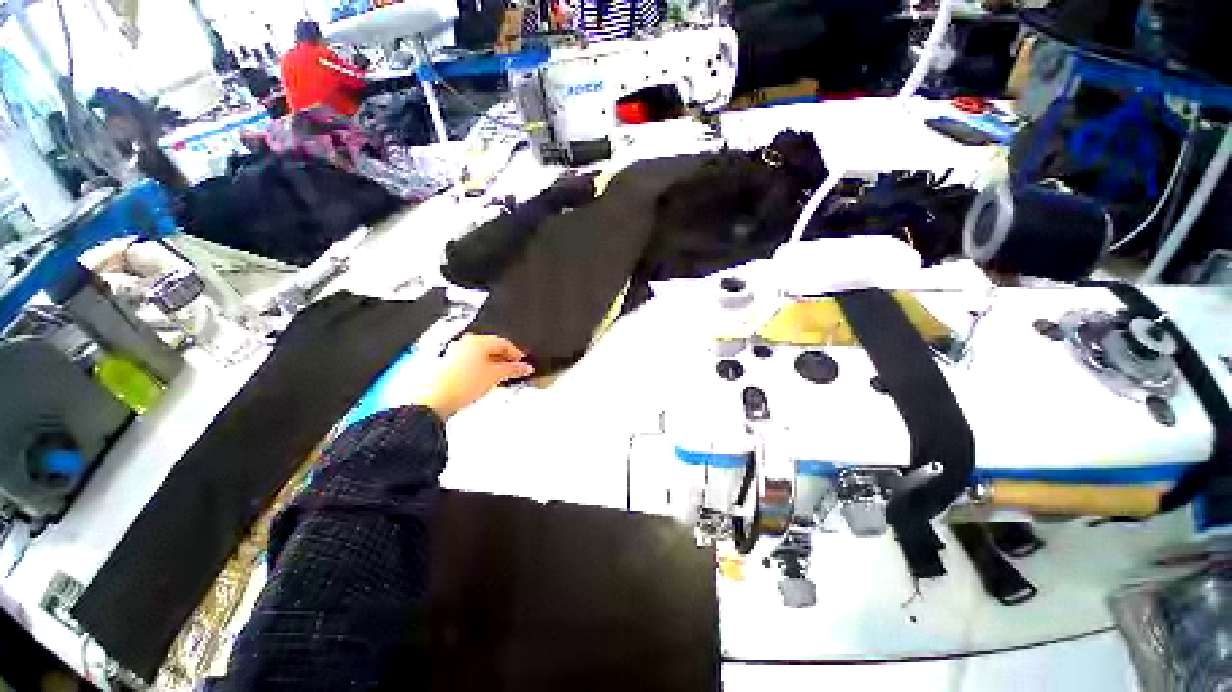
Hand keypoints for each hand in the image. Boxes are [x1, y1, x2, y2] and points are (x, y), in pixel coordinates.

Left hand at [413, 335, 533, 419]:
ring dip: (493, 365)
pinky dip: (481, 370)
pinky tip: (484, 381)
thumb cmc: (460, 384)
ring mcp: (454, 354)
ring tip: (500, 378)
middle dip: (505, 359)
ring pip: (480, 357)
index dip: (516, 353)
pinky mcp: (447, 367)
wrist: (433, 401)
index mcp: (476, 341)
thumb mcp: (495, 375)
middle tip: (515, 370)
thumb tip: (525, 367)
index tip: (523, 363)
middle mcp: (464, 344)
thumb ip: (513, 369)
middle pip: (491, 348)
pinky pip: (470, 364)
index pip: (503, 342)